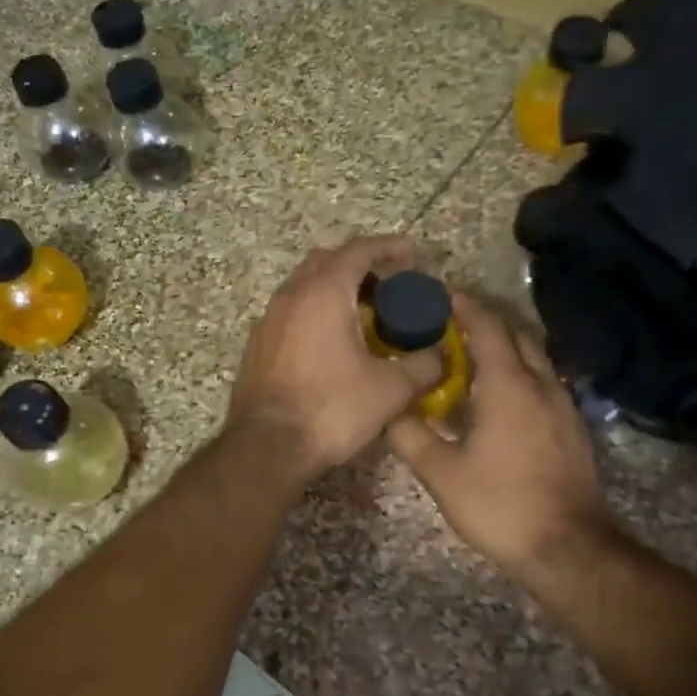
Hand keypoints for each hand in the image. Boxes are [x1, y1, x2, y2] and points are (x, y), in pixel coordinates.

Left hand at [228, 236, 443, 481]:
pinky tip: (331, 344)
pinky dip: (314, 313)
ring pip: (304, 287)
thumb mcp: (390, 390)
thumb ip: (422, 366)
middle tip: (387, 287)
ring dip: (333, 290)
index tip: (412, 253)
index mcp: (323, 294)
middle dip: (359, 265)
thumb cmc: (331, 410)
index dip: (388, 247)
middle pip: (326, 262)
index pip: (358, 251)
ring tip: (362, 315)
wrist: (267, 447)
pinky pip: (290, 314)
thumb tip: (439, 358)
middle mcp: (290, 297)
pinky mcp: (257, 347)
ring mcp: (268, 321)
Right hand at [388, 294, 613, 585]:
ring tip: (470, 358)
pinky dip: (519, 373)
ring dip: (505, 347)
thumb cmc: (501, 505)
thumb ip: (409, 435)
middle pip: (516, 334)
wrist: (568, 547)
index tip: (438, 294)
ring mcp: (563, 406)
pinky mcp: (572, 428)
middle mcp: (541, 384)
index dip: (463, 305)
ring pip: (534, 358)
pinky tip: (498, 398)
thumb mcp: (442, 473)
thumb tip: (387, 408)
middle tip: (449, 324)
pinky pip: (543, 382)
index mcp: (509, 385)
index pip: (487, 326)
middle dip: (485, 321)